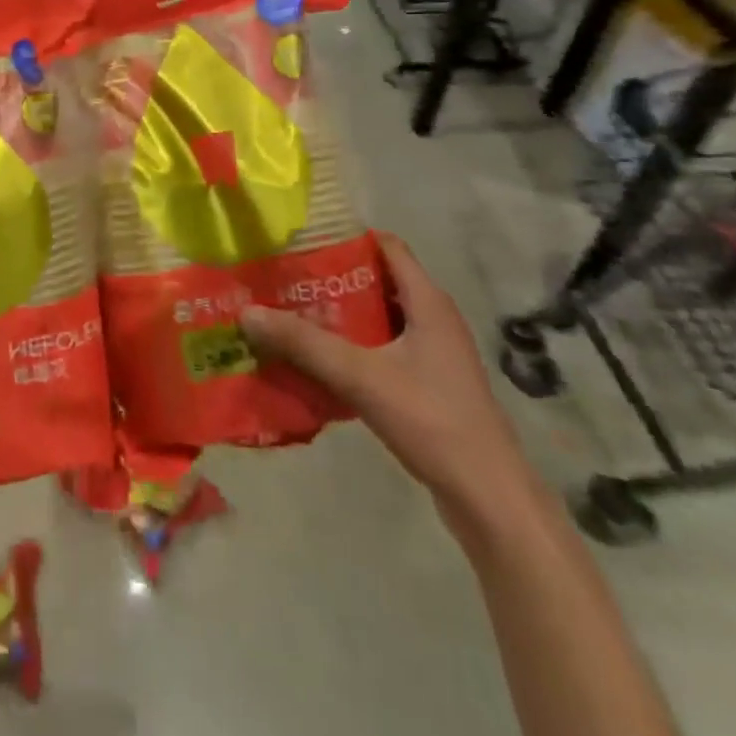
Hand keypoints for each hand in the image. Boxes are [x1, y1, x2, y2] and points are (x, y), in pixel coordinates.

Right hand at [240, 235, 539, 520]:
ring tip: (292, 314)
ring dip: (340, 315)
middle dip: (333, 278)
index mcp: (428, 301)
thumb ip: (304, 343)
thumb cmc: (431, 419)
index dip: (347, 238)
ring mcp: (434, 354)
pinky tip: (318, 360)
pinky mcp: (429, 384)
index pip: (386, 246)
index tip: (302, 240)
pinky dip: (352, 347)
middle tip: (285, 278)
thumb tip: (247, 311)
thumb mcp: (360, 376)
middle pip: (378, 280)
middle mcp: (433, 318)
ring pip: (379, 318)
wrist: (488, 498)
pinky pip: (383, 349)